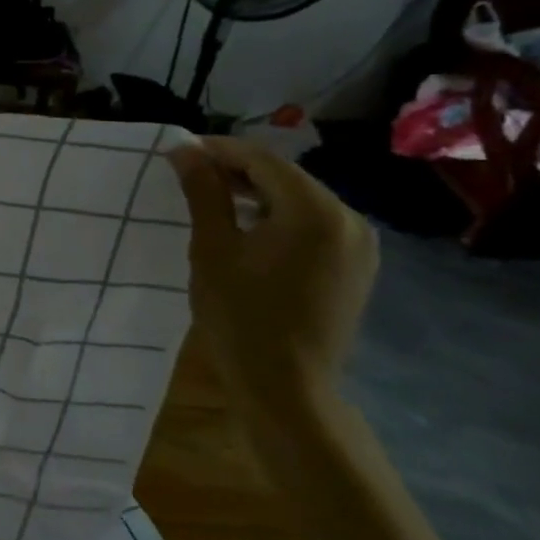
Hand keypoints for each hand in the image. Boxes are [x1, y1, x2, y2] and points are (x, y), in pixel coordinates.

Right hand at [169, 136, 376, 412]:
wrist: (286, 389)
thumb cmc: (240, 318)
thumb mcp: (213, 251)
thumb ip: (203, 194)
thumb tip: (185, 151)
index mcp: (315, 211)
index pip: (263, 159)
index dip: (219, 150)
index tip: (180, 152)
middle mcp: (349, 218)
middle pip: (286, 177)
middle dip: (238, 171)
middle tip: (191, 176)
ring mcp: (359, 244)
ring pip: (301, 201)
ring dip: (259, 195)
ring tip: (214, 201)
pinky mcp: (356, 267)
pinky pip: (315, 226)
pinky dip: (280, 219)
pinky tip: (250, 231)